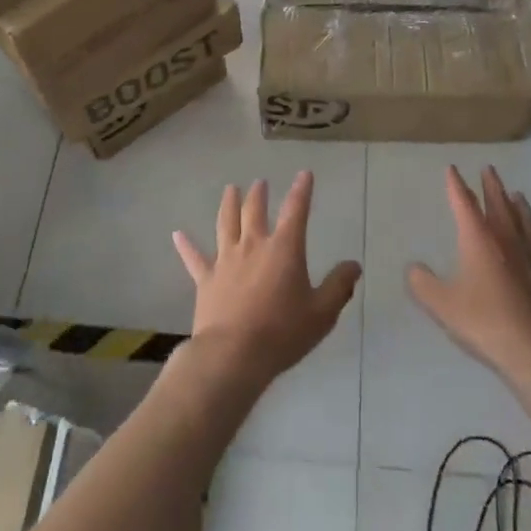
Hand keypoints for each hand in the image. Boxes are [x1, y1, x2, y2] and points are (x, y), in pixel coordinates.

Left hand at [173, 172, 360, 390]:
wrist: (234, 355)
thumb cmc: (282, 333)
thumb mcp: (322, 313)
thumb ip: (339, 286)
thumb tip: (354, 265)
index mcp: (284, 249)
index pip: (296, 211)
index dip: (302, 191)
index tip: (304, 174)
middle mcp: (253, 245)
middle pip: (254, 211)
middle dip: (259, 194)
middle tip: (260, 182)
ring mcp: (226, 260)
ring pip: (225, 224)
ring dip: (228, 204)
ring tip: (230, 189)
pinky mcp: (206, 279)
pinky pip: (194, 258)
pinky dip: (186, 245)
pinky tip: (177, 234)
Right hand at [407, 166, 530, 391]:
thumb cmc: (486, 324)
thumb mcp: (442, 306)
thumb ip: (422, 284)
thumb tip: (413, 268)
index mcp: (479, 240)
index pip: (465, 204)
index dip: (456, 185)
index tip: (452, 169)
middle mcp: (508, 239)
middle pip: (500, 204)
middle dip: (492, 185)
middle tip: (488, 169)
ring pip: (526, 220)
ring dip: (519, 205)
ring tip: (516, 194)